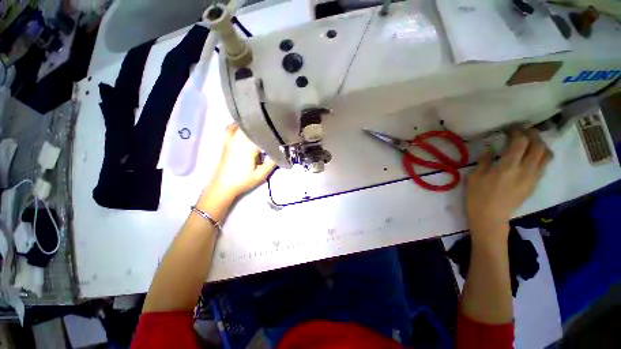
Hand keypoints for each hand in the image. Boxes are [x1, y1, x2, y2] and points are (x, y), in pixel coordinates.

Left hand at [208, 124, 275, 200]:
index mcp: (248, 148)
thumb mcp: (260, 175)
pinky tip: (243, 128)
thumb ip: (271, 164)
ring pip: (240, 126)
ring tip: (258, 127)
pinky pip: (230, 129)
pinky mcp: (226, 143)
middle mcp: (238, 141)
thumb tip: (280, 154)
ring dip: (249, 125)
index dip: (270, 134)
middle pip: (250, 128)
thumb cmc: (242, 181)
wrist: (222, 186)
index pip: (260, 135)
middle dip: (260, 127)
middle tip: (270, 130)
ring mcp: (230, 141)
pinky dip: (237, 126)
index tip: (278, 135)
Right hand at [466, 128, 552, 244]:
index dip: (517, 132)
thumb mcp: (475, 177)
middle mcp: (525, 169)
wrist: (491, 217)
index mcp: (508, 167)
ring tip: (531, 142)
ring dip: (540, 144)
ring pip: (546, 155)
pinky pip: (544, 165)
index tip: (510, 129)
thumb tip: (492, 149)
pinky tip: (531, 156)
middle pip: (538, 146)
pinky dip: (541, 156)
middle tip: (523, 131)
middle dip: (532, 134)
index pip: (520, 142)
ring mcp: (533, 177)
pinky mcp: (535, 184)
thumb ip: (485, 161)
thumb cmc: (478, 196)